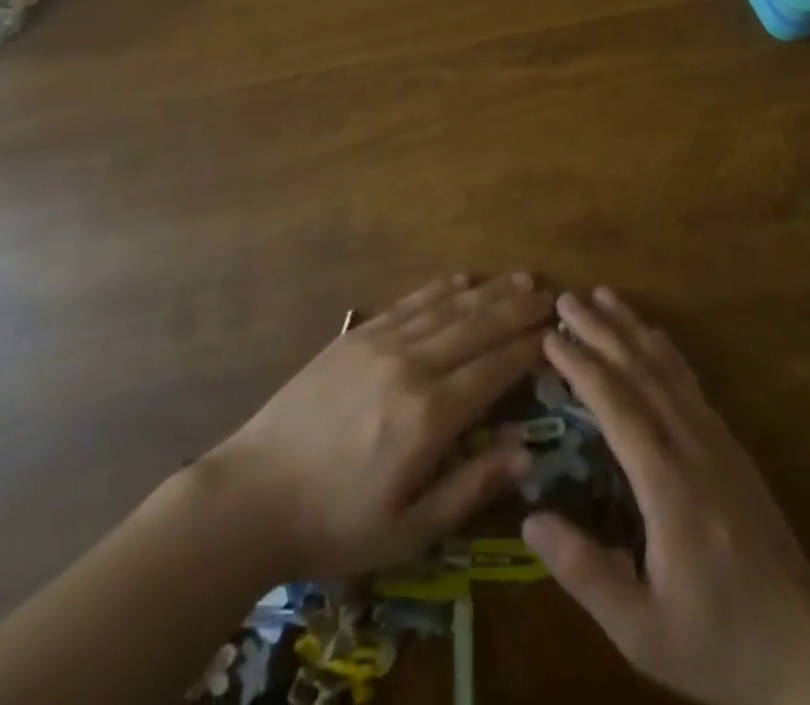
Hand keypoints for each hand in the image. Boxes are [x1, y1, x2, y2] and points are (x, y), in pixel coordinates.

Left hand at [204, 272, 549, 579]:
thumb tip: (526, 452)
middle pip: (478, 327)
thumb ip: (471, 488)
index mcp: (430, 415)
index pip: (495, 368)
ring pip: (448, 307)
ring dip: (488, 292)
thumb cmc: (335, 523)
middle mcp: (413, 365)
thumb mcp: (409, 532)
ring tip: (519, 279)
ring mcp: (381, 342)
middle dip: (517, 309)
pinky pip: (409, 303)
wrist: (253, 494)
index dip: (529, 347)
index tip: (556, 332)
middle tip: (549, 294)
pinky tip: (461, 280)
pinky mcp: (356, 335)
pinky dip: (440, 288)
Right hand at [522, 290, 809, 704]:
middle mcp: (693, 447)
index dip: (581, 365)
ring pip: (669, 368)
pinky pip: (691, 381)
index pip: (617, 405)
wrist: (806, 653)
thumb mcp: (641, 630)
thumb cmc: (716, 644)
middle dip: (601, 331)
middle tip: (566, 298)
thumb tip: (529, 517)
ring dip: (633, 328)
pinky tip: (652, 336)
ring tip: (604, 296)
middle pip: (641, 371)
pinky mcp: (732, 445)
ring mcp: (717, 440)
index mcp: (668, 486)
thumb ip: (584, 572)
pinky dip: (665, 349)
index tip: (549, 335)